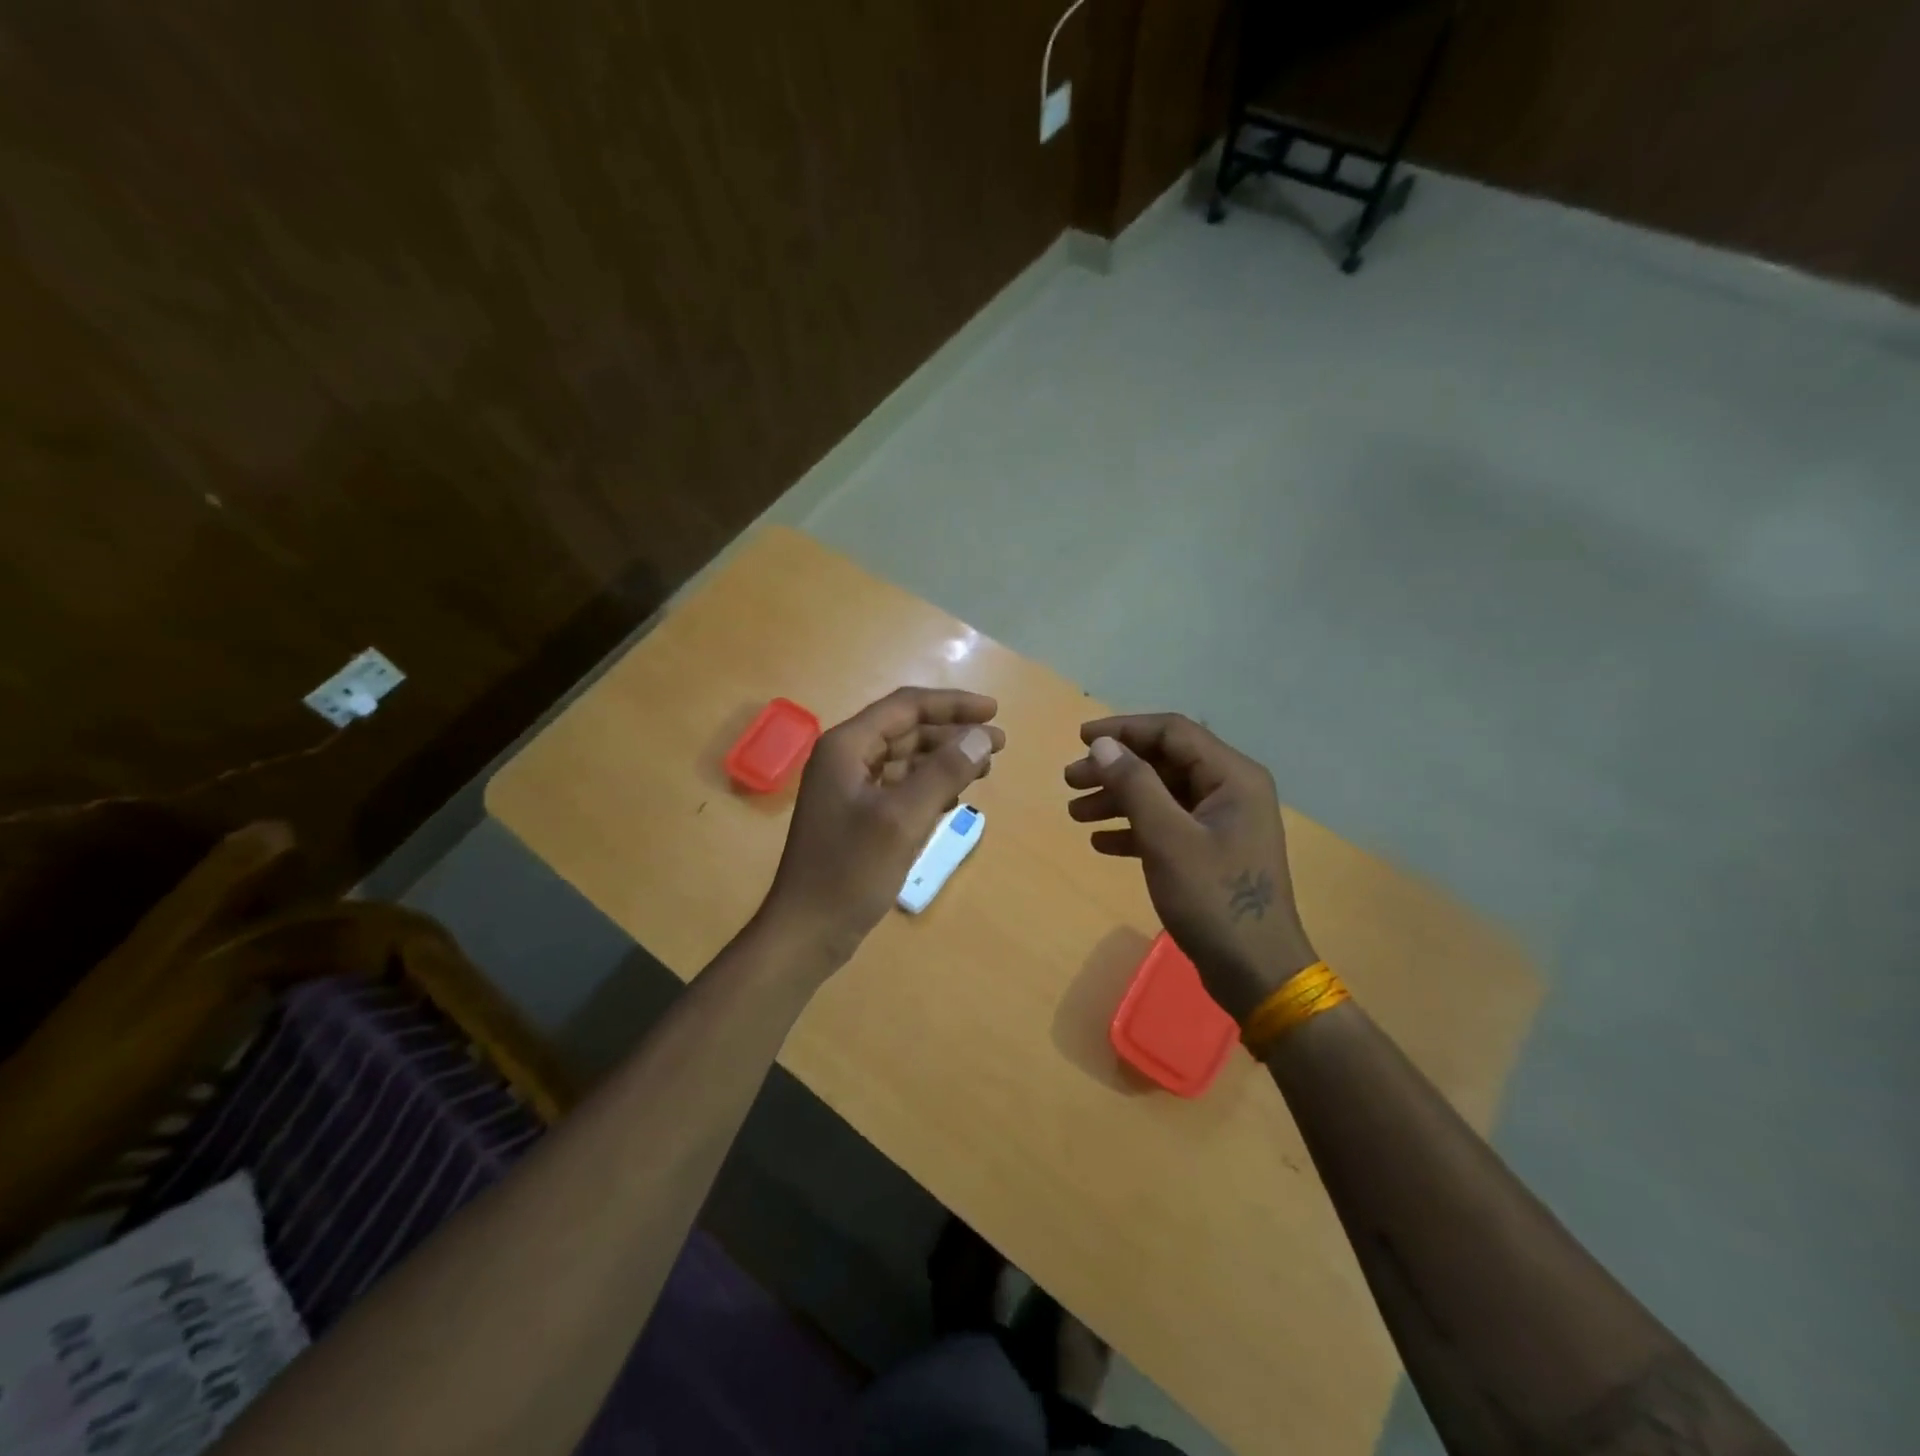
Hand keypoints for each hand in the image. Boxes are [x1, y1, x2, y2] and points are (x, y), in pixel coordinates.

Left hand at [760, 687, 1002, 973]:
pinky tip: (953, 798)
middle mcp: (844, 759)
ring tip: (984, 768)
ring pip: (904, 759)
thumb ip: (943, 772)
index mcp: (846, 747)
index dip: (952, 705)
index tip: (995, 712)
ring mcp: (848, 789)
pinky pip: (898, 786)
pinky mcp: (855, 816)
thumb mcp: (903, 819)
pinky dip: (927, 786)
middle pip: (906, 730)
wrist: (807, 932)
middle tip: (997, 745)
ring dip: (943, 760)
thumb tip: (981, 735)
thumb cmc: (850, 872)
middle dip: (951, 733)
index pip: (905, 707)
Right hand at [1064, 714, 1316, 1019]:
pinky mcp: (1212, 851)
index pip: (1172, 732)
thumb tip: (1103, 745)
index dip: (1124, 730)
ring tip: (1075, 813)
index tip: (1080, 739)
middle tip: (1069, 781)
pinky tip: (1101, 842)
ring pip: (1161, 794)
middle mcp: (1230, 791)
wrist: (1255, 971)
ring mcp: (1222, 823)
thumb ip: (1135, 785)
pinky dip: (1134, 828)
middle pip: (1164, 762)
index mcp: (1232, 777)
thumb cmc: (1213, 899)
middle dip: (1115, 769)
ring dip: (1118, 799)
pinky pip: (1167, 825)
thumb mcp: (1167, 839)